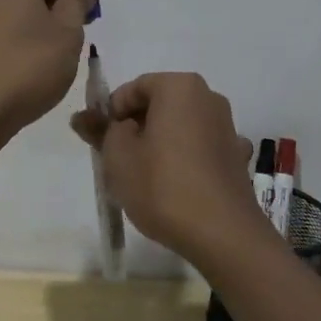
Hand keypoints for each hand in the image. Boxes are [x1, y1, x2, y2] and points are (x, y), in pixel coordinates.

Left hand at [0, 0, 97, 134]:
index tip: (95, 15)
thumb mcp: (67, 32)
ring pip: (13, 11)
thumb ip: (78, 1)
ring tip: (53, 55)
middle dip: (56, 8)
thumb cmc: (28, 65)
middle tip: (77, 37)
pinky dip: (14, 41)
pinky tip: (25, 66)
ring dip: (35, 25)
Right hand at [70, 72, 266, 266]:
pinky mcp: (236, 157)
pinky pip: (200, 149)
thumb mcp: (117, 157)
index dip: (111, 114)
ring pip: (180, 127)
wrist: (222, 234)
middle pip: (159, 105)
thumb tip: (84, 117)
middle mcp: (208, 97)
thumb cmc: (162, 186)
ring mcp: (227, 127)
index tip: (101, 143)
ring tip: (144, 177)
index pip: (133, 89)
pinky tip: (177, 186)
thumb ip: (100, 131)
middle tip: (118, 160)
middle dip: (136, 127)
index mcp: (179, 86)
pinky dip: (185, 159)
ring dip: (160, 143)